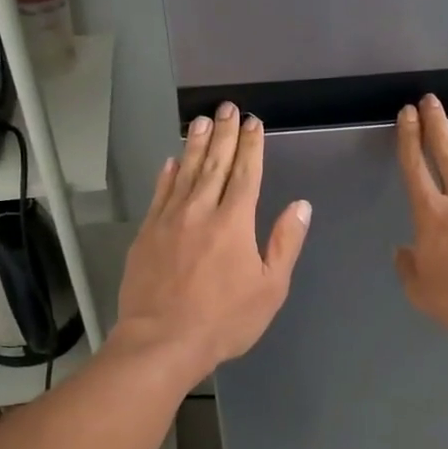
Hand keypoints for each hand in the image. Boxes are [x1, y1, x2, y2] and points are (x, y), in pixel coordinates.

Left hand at [113, 102, 311, 384]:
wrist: (162, 341)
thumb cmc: (224, 320)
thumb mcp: (270, 288)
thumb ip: (285, 243)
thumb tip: (301, 205)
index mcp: (234, 222)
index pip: (246, 173)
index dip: (251, 146)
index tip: (253, 122)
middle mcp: (200, 211)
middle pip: (214, 163)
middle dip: (223, 133)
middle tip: (227, 107)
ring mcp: (169, 220)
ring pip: (185, 172)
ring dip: (195, 144)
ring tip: (201, 120)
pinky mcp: (146, 234)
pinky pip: (159, 194)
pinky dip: (167, 174)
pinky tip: (171, 161)